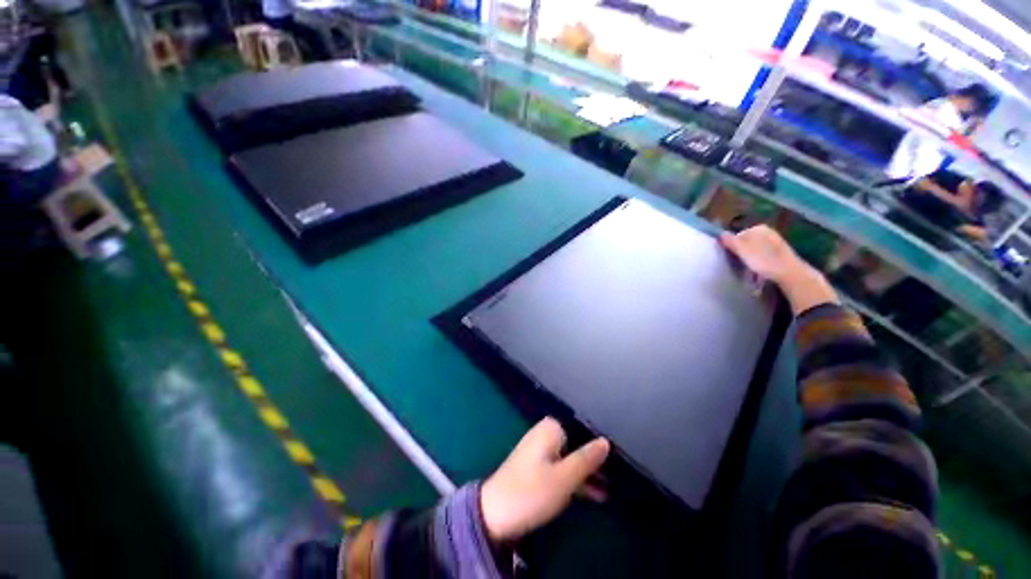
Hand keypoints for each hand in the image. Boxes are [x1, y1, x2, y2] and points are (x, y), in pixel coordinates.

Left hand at [480, 418, 609, 543]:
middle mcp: (546, 433)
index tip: (618, 458)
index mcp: (551, 428)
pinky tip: (594, 493)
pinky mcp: (538, 466)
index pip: (583, 429)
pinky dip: (575, 478)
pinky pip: (562, 466)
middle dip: (595, 461)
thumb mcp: (565, 477)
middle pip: (577, 443)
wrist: (494, 513)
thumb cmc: (532, 491)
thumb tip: (606, 442)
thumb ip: (587, 458)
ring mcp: (541, 449)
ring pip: (571, 457)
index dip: (600, 444)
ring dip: (588, 473)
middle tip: (617, 475)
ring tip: (611, 488)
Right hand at [720, 225, 837, 314]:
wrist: (789, 273)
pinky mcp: (781, 253)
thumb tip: (721, 234)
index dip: (732, 246)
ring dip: (751, 258)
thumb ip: (730, 241)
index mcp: (758, 228)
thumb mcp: (742, 250)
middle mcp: (768, 232)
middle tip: (740, 264)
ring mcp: (776, 242)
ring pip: (755, 249)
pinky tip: (761, 270)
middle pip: (747, 242)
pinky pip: (764, 255)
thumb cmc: (763, 260)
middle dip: (742, 252)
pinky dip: (760, 261)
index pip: (737, 236)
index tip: (732, 257)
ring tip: (750, 268)